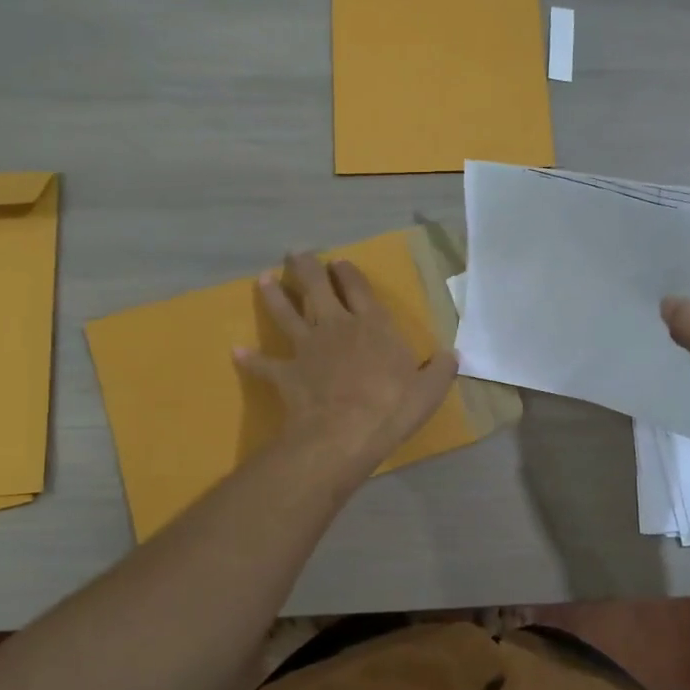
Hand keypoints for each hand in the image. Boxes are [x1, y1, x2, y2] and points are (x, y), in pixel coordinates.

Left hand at [236, 252, 458, 472]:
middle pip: (316, 287)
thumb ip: (440, 369)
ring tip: (263, 280)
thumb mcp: (430, 390)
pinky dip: (250, 358)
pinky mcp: (286, 372)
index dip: (348, 272)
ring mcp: (307, 347)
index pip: (358, 287)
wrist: (344, 433)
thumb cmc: (391, 407)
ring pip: (286, 313)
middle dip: (306, 268)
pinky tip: (237, 352)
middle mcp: (336, 326)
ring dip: (274, 296)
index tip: (340, 262)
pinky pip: (264, 363)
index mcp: (372, 324)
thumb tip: (452, 355)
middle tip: (296, 255)